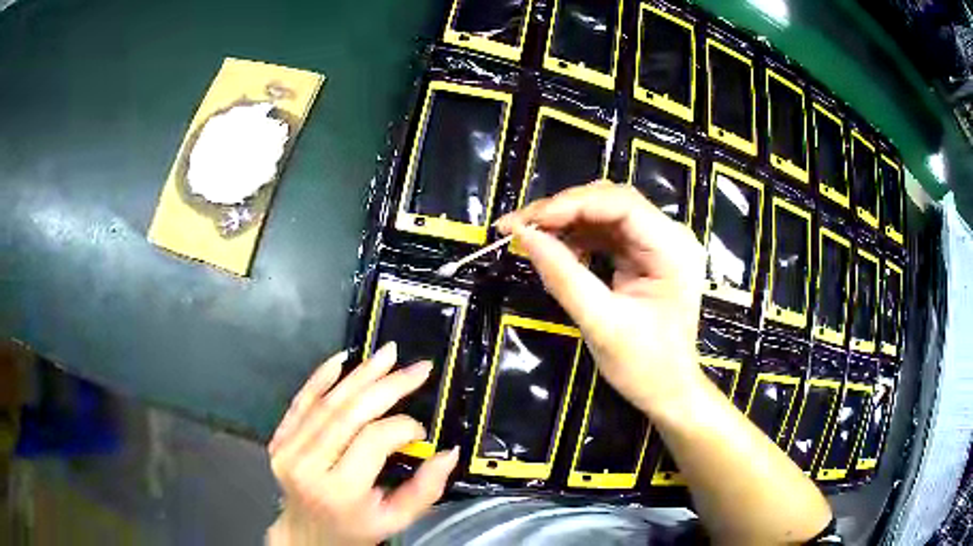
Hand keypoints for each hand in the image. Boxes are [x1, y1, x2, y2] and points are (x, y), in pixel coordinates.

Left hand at [266, 343, 458, 545]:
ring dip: (360, 375)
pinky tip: (342, 360)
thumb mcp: (395, 520)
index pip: (374, 441)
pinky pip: (301, 401)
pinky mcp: (280, 438)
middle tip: (417, 368)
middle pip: (349, 413)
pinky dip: (321, 377)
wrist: (306, 533)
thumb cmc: (354, 528)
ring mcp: (288, 448)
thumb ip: (425, 490)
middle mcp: (308, 466)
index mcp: (340, 490)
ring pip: (327, 402)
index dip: (403, 427)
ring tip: (387, 355)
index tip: (421, 431)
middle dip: (387, 385)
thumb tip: (448, 452)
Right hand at [497, 182, 706, 415]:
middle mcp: (670, 235)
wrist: (669, 391)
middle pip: (611, 200)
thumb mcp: (600, 323)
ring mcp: (659, 243)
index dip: (569, 205)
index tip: (526, 222)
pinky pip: (606, 231)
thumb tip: (522, 235)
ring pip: (605, 212)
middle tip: (518, 227)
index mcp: (672, 249)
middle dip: (562, 209)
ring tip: (529, 236)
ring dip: (565, 221)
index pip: (620, 204)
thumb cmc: (644, 366)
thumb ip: (563, 276)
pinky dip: (577, 236)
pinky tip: (555, 248)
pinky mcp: (646, 254)